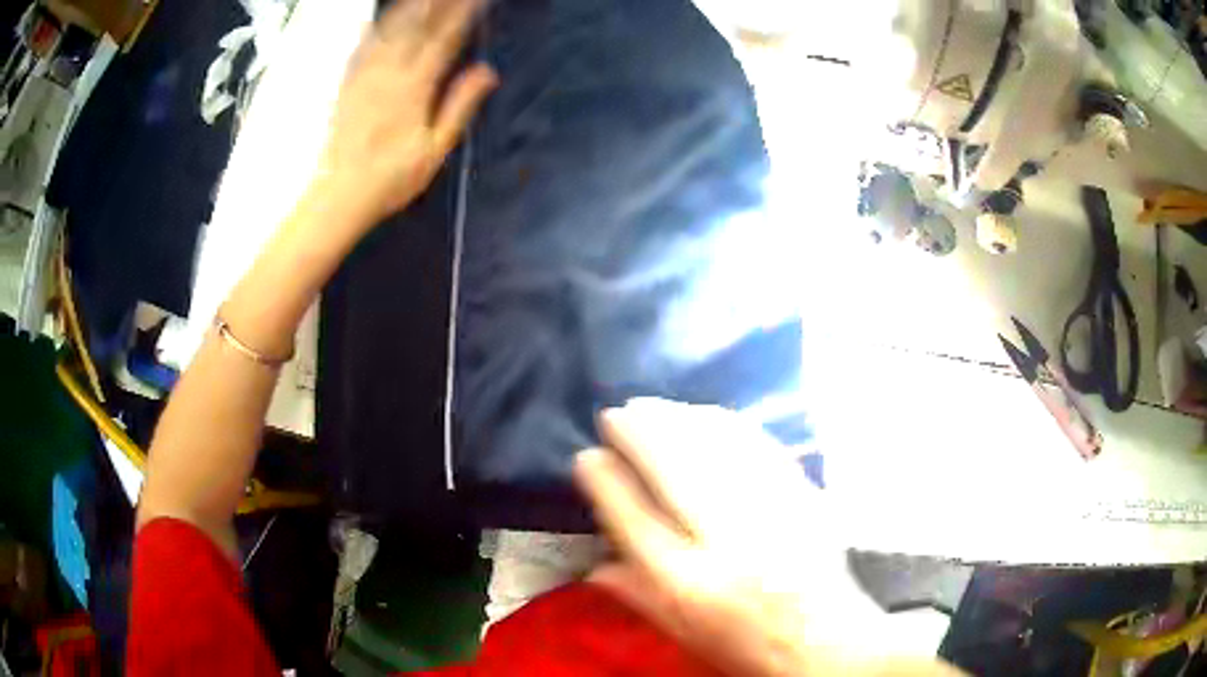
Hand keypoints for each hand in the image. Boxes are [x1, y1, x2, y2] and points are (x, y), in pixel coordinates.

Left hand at [314, 0, 496, 228]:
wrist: (340, 194)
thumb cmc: (393, 178)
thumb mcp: (435, 148)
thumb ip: (459, 105)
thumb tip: (488, 71)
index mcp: (415, 87)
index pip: (445, 39)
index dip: (463, 14)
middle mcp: (389, 73)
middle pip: (417, 27)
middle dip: (437, 4)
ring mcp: (365, 76)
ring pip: (388, 31)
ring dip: (407, 9)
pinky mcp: (347, 85)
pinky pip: (361, 48)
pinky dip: (371, 29)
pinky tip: (374, 20)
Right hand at [575, 400, 960, 676]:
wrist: (824, 640)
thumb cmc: (744, 645)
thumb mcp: (680, 633)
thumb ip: (634, 595)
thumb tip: (591, 564)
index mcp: (686, 582)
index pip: (632, 517)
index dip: (604, 479)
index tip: (586, 456)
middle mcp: (726, 540)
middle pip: (672, 468)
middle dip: (637, 432)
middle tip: (614, 414)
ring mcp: (770, 511)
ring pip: (714, 447)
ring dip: (675, 418)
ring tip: (650, 406)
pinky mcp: (803, 494)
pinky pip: (757, 445)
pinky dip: (724, 423)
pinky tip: (704, 414)